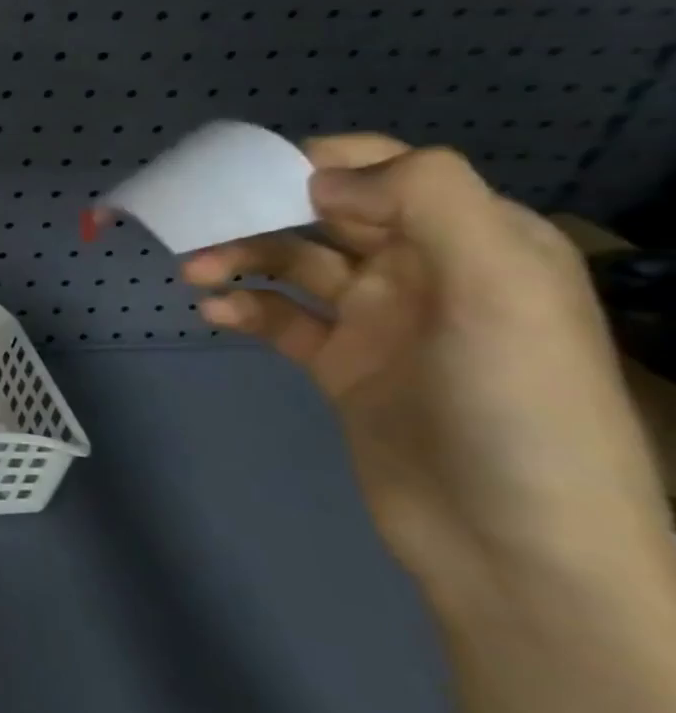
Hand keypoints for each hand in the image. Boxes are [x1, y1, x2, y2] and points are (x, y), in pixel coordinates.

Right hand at [183, 134, 668, 614]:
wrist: (515, 552)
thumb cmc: (517, 408)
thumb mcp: (500, 290)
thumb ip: (425, 203)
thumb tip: (320, 175)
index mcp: (476, 242)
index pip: (393, 172)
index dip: (322, 161)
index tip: (252, 172)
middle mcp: (424, 271)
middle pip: (326, 213)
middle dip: (261, 209)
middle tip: (198, 219)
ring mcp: (377, 321)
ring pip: (292, 263)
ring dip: (240, 258)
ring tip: (194, 272)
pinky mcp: (339, 365)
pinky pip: (279, 318)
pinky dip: (243, 308)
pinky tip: (214, 314)